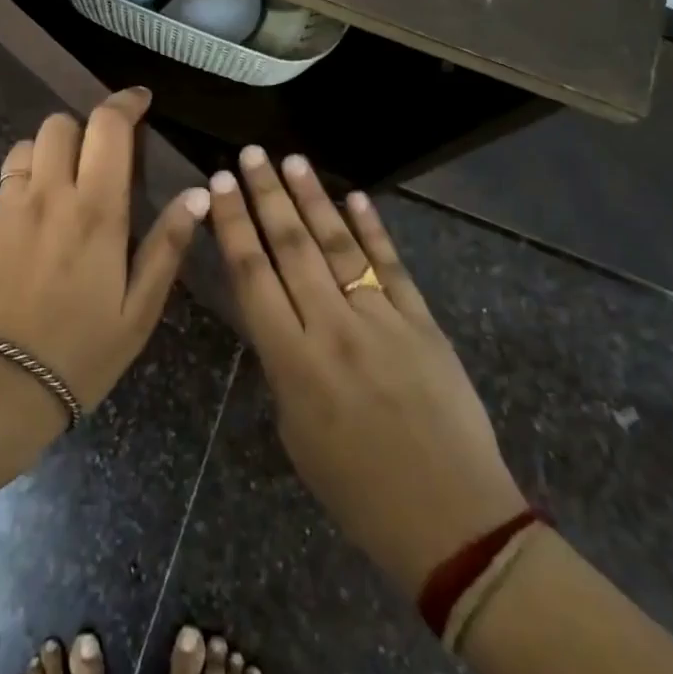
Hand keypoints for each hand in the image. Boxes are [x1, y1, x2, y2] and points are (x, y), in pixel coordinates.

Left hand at [0, 88, 210, 427]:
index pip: (108, 127)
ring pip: (26, 149)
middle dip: (83, 128)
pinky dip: (22, 195)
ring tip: (62, 190)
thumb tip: (199, 194)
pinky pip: (3, 192)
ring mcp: (5, 211)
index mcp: (95, 210)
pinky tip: (30, 239)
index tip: (139, 100)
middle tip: (99, 160)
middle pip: (59, 124)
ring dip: (48, 156)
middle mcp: (48, 196)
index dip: (125, 103)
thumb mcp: (139, 310)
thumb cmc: (78, 354)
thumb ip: (167, 246)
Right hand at [209, 147, 526, 596]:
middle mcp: (333, 328)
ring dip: (313, 199)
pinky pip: (392, 266)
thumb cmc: (358, 491)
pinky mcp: (423, 322)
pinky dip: (373, 229)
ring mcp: (382, 320)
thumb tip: (279, 316)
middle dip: (267, 195)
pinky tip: (356, 197)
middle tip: (251, 155)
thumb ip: (283, 366)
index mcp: (293, 362)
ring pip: (339, 245)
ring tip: (292, 159)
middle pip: (292, 247)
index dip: (234, 225)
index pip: (253, 275)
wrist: (451, 519)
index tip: (221, 183)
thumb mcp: (296, 434)